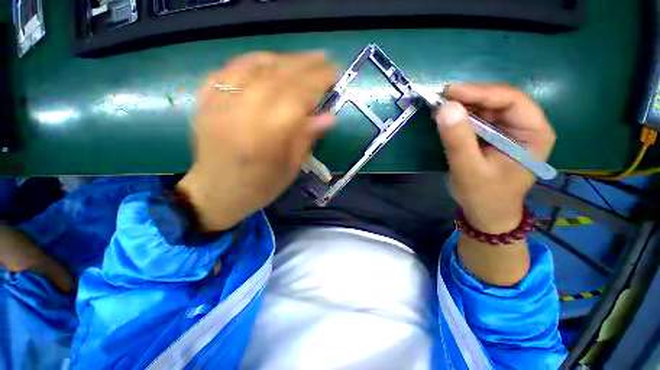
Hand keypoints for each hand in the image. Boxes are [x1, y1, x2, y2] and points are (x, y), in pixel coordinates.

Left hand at [178, 52, 335, 230]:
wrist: (213, 193)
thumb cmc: (258, 187)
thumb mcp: (290, 170)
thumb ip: (307, 139)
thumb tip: (329, 117)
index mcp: (267, 135)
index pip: (298, 96)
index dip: (318, 81)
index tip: (334, 75)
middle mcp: (242, 112)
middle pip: (278, 76)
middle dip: (305, 65)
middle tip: (324, 60)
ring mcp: (220, 102)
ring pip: (255, 66)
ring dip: (283, 59)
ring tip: (302, 60)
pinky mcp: (206, 99)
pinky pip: (229, 68)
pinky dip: (252, 60)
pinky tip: (268, 61)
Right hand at [435, 84, 555, 233]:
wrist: (486, 214)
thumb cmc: (483, 196)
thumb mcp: (468, 170)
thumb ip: (458, 140)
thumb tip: (445, 107)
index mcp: (534, 134)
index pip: (511, 101)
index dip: (480, 92)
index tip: (449, 92)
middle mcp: (525, 127)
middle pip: (499, 100)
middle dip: (469, 97)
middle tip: (440, 98)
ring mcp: (509, 131)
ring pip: (486, 107)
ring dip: (462, 105)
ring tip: (439, 106)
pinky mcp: (493, 137)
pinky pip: (478, 119)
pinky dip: (460, 116)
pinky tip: (446, 117)